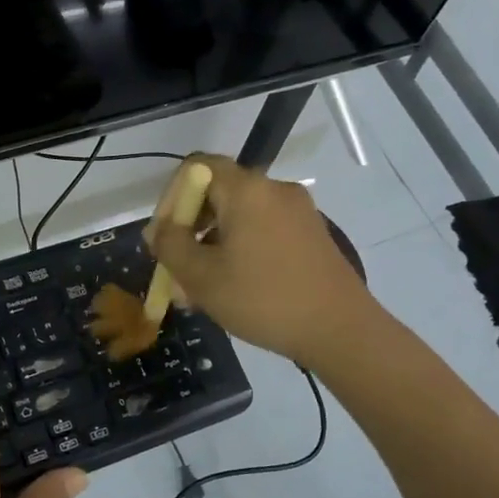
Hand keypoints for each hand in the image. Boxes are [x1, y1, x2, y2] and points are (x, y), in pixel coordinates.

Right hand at [144, 154, 376, 367]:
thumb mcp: (202, 277)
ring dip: (212, 243)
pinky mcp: (312, 234)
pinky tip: (234, 287)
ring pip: (240, 216)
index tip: (163, 238)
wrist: (340, 330)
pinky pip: (263, 230)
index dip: (170, 198)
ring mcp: (298, 211)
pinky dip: (240, 248)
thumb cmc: (264, 299)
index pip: (195, 167)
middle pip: (218, 192)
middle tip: (177, 267)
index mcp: (247, 189)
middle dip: (190, 227)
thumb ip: (171, 246)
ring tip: (200, 287)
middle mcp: (274, 189)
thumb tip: (158, 230)